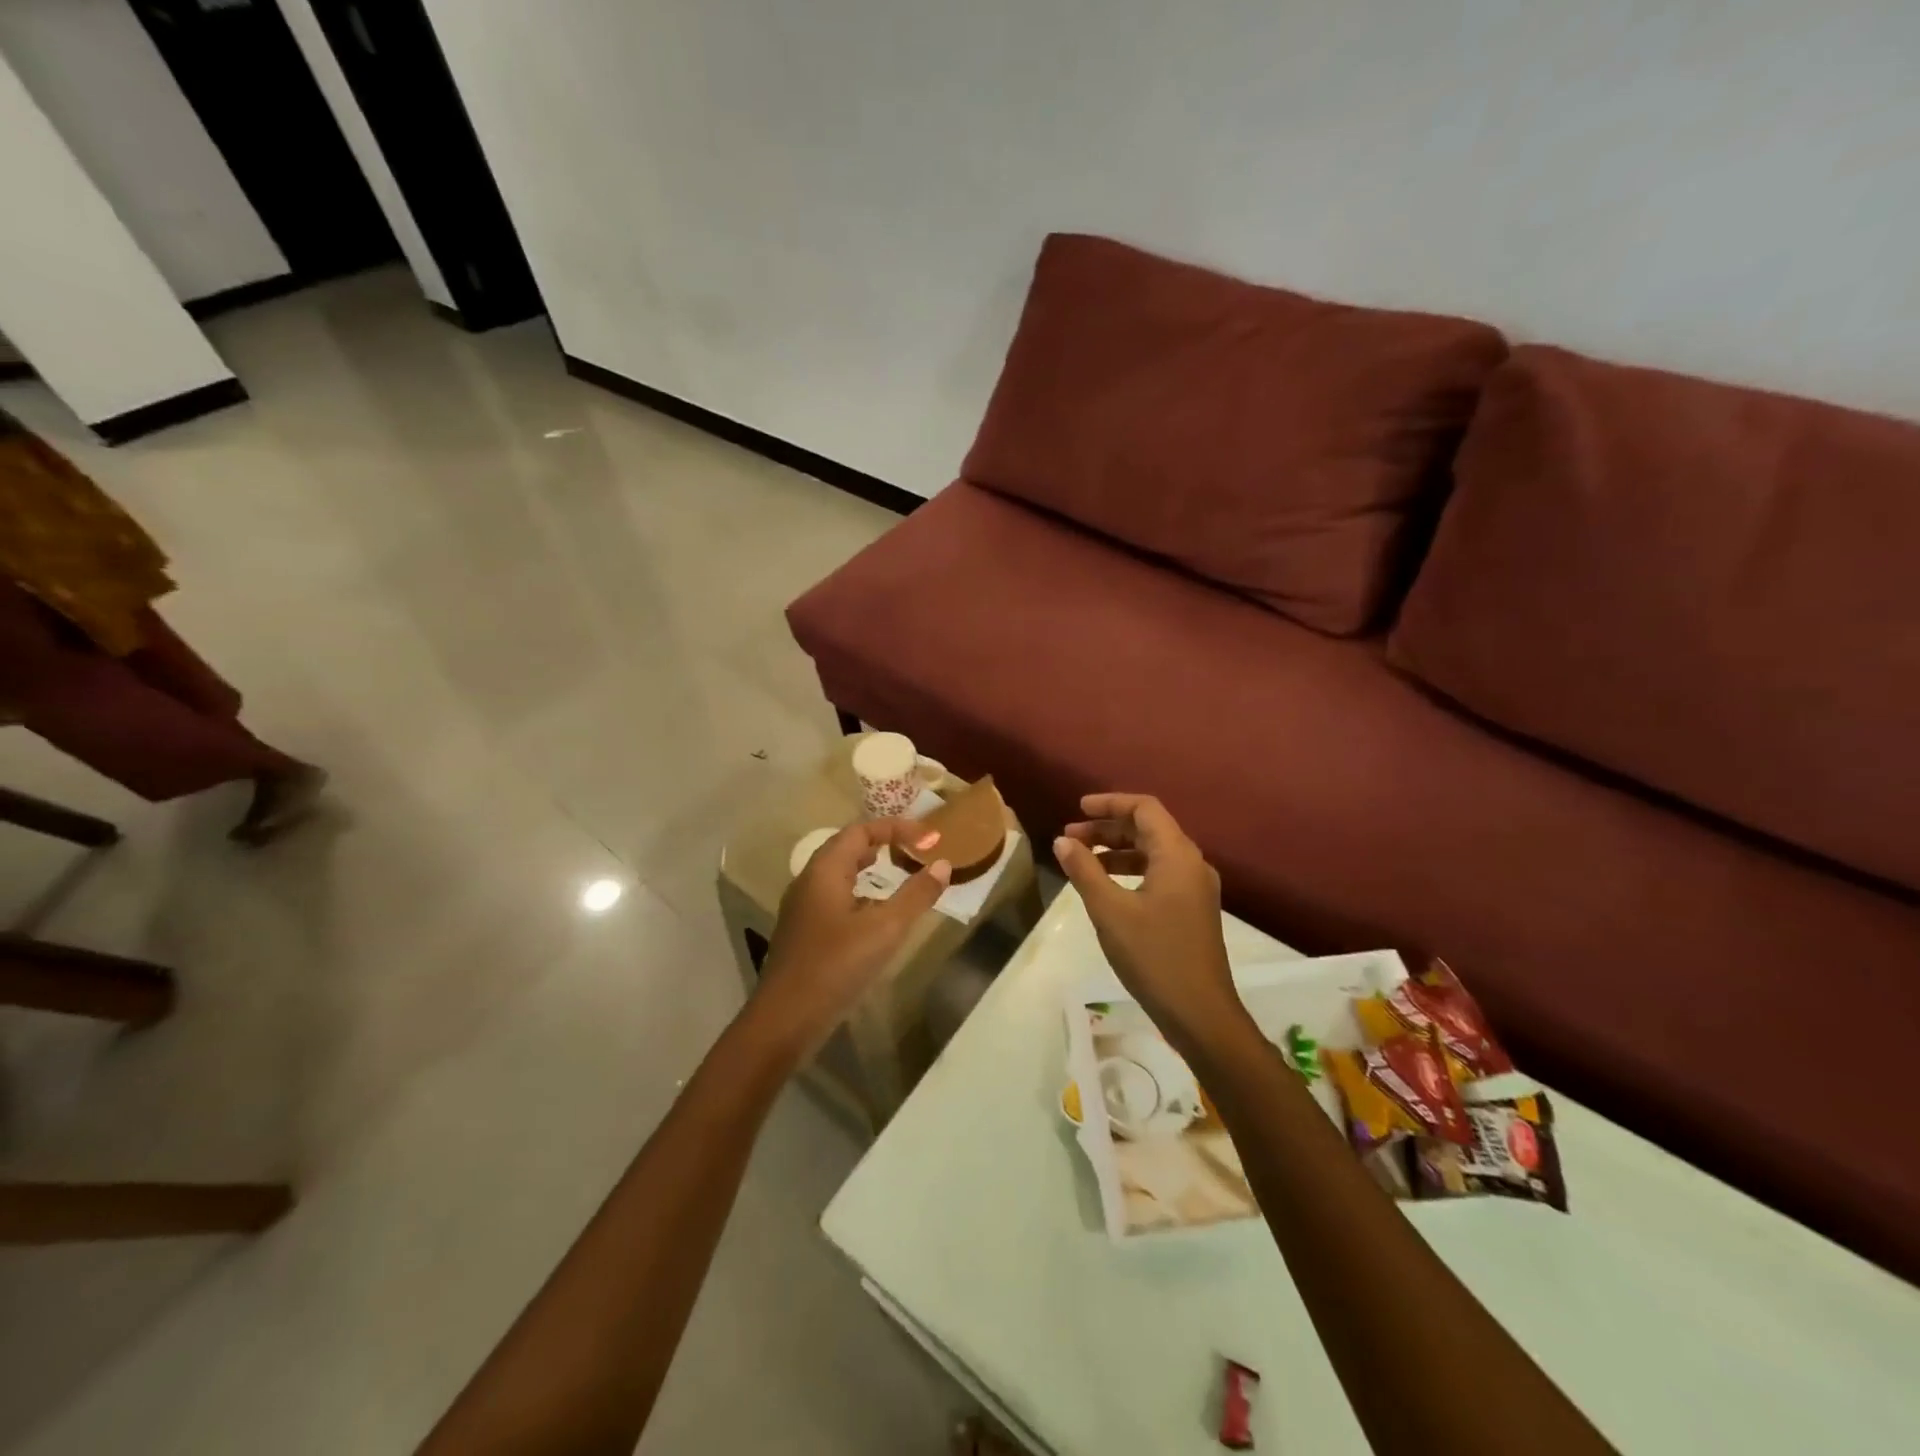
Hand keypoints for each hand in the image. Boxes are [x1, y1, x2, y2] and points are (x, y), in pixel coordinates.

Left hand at [751, 819, 950, 1058]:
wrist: (784, 1020)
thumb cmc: (836, 967)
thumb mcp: (885, 930)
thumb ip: (916, 895)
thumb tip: (942, 865)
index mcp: (825, 871)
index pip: (862, 831)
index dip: (898, 828)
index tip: (931, 838)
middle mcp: (809, 881)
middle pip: (847, 847)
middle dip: (883, 842)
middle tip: (914, 849)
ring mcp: (802, 908)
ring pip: (839, 873)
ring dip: (870, 868)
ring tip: (898, 873)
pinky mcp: (804, 932)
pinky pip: (835, 896)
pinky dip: (861, 893)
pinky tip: (876, 915)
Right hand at [1054, 794, 1242, 1042]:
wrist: (1200, 1013)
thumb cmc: (1154, 956)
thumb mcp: (1110, 911)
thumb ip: (1085, 871)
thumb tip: (1062, 841)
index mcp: (1177, 855)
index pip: (1145, 808)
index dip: (1109, 803)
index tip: (1077, 810)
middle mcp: (1192, 863)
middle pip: (1148, 828)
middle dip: (1107, 828)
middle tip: (1070, 838)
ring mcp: (1195, 888)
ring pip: (1153, 853)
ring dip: (1117, 850)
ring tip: (1081, 860)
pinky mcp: (1192, 909)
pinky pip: (1159, 874)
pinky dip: (1130, 871)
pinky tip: (1106, 886)